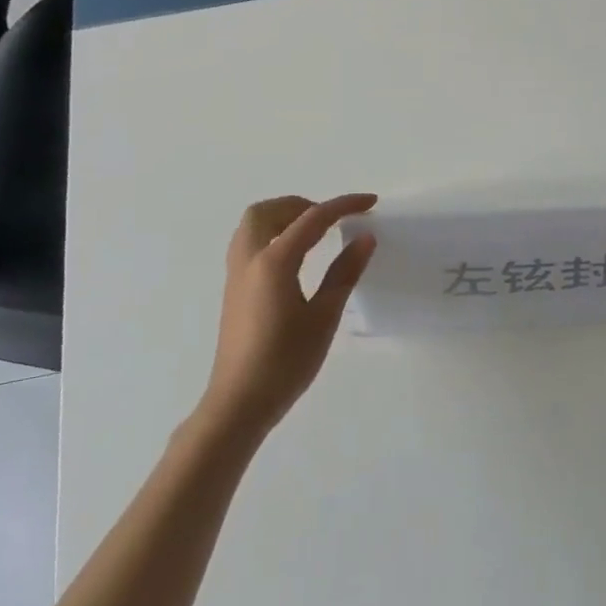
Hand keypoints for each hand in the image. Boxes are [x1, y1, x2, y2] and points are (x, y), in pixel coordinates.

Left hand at [200, 194, 377, 438]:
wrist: (239, 402)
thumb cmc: (285, 362)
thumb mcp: (323, 318)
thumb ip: (344, 273)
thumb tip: (365, 239)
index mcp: (274, 262)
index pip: (312, 218)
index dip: (343, 206)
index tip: (371, 202)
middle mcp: (249, 259)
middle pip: (269, 211)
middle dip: (303, 205)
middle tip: (333, 220)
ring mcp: (236, 274)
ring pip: (253, 225)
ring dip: (283, 217)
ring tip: (315, 233)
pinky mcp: (234, 289)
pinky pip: (250, 243)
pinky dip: (273, 234)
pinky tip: (295, 257)